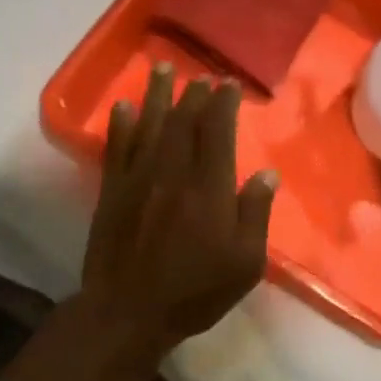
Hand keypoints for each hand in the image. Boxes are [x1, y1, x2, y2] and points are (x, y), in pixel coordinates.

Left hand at [81, 64, 278, 352]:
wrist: (128, 312)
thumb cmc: (195, 292)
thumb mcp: (244, 264)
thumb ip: (255, 214)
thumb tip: (267, 174)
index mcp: (210, 189)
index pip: (218, 133)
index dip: (223, 104)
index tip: (228, 85)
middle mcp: (173, 173)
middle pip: (184, 121)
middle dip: (193, 93)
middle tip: (201, 75)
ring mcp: (138, 179)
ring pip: (150, 125)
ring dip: (157, 94)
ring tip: (163, 68)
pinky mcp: (112, 191)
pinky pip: (116, 148)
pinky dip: (121, 124)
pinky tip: (124, 106)